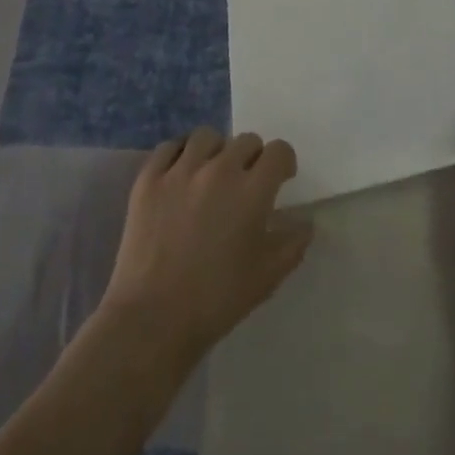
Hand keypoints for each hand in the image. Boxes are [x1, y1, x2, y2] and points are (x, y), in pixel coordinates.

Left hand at [102, 128, 312, 361]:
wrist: (154, 317)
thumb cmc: (217, 300)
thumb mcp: (267, 277)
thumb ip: (292, 243)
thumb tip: (305, 222)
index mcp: (251, 191)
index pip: (278, 151)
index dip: (283, 162)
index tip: (280, 178)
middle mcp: (218, 169)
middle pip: (245, 141)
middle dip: (252, 158)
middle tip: (245, 183)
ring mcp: (180, 170)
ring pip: (207, 137)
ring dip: (217, 151)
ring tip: (211, 174)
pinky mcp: (149, 177)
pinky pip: (169, 147)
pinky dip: (179, 154)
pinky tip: (181, 174)